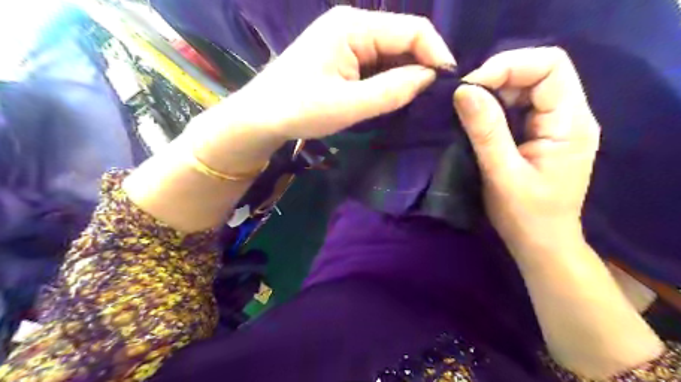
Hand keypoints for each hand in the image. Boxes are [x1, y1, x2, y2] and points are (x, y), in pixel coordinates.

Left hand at [215, 4, 453, 141]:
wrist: (261, 117)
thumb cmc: (299, 109)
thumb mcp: (349, 105)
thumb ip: (392, 90)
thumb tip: (430, 77)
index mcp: (353, 26)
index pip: (412, 29)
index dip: (436, 54)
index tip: (449, 84)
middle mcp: (352, 24)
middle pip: (402, 39)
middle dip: (421, 66)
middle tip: (432, 98)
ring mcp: (345, 40)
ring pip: (390, 53)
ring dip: (404, 75)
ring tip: (414, 101)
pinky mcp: (341, 56)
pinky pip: (375, 63)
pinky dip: (388, 79)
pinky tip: (391, 96)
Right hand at [452, 47, 599, 255]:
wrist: (541, 244)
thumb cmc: (525, 216)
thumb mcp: (502, 174)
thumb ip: (486, 131)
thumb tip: (463, 90)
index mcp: (571, 123)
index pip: (550, 66)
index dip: (509, 66)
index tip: (471, 87)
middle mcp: (571, 116)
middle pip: (539, 71)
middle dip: (499, 77)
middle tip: (464, 96)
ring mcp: (558, 125)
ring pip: (528, 87)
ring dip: (495, 91)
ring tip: (467, 107)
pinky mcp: (543, 134)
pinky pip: (521, 105)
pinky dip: (496, 105)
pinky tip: (479, 118)